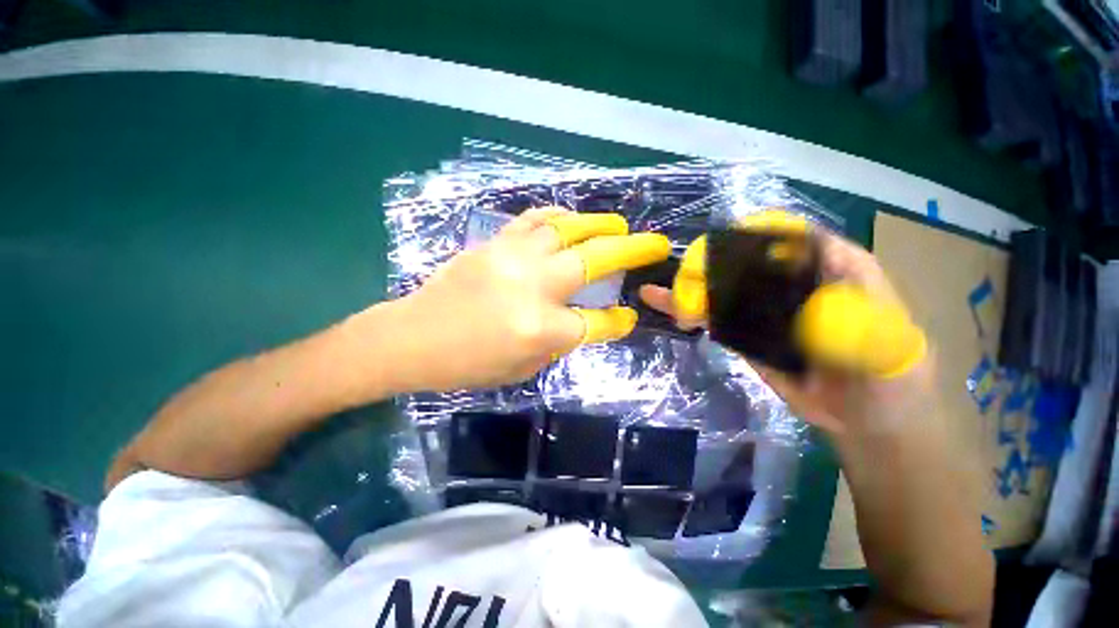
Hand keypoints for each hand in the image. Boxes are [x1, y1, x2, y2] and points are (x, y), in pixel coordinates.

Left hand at [383, 207, 670, 391]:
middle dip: (631, 251)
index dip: (617, 321)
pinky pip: (533, 220)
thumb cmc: (468, 365)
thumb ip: (559, 341)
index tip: (628, 316)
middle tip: (653, 243)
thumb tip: (582, 319)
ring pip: (566, 229)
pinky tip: (570, 218)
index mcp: (540, 328)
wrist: (414, 337)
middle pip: (593, 262)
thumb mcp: (523, 368)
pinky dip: (558, 216)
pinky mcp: (494, 243)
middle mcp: (532, 287)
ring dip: (598, 225)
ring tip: (618, 225)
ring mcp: (512, 258)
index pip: (595, 322)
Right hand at [640, 232, 934, 435]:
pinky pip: (716, 318)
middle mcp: (793, 282)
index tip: (728, 242)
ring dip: (692, 286)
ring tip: (662, 292)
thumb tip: (813, 308)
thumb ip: (861, 328)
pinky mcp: (746, 334)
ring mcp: (765, 309)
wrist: (866, 421)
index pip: (796, 237)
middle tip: (688, 278)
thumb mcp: (890, 352)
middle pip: (748, 259)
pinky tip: (663, 304)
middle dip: (713, 262)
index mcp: (834, 270)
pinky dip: (690, 311)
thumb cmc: (893, 381)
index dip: (762, 233)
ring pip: (724, 288)